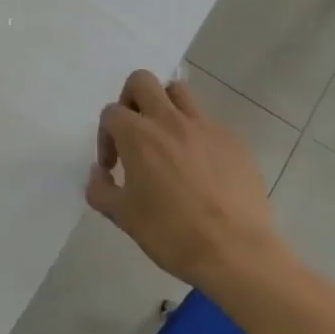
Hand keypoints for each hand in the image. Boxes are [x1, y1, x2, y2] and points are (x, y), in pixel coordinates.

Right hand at [86, 70, 281, 287]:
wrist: (235, 252)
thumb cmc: (171, 233)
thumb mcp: (122, 216)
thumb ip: (101, 189)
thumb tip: (99, 173)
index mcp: (138, 136)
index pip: (111, 113)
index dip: (106, 137)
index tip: (113, 166)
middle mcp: (170, 121)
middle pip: (143, 81)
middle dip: (131, 99)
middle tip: (135, 132)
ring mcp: (206, 127)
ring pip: (179, 93)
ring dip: (166, 107)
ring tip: (168, 141)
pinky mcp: (234, 141)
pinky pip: (209, 124)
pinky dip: (198, 136)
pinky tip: (202, 170)